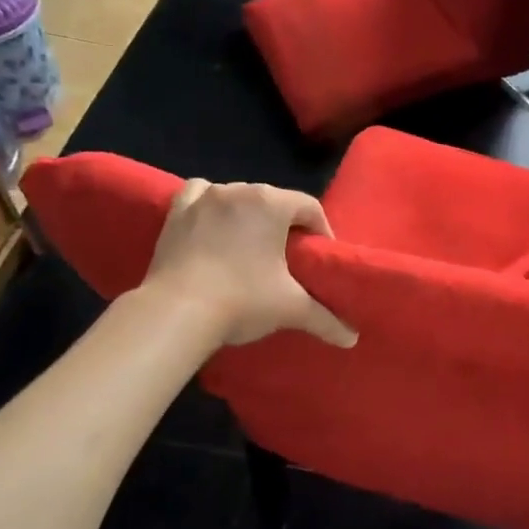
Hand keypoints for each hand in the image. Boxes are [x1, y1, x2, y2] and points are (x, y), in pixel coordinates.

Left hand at [143, 178, 357, 348]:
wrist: (176, 312)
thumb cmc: (242, 300)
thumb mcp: (291, 309)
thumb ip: (326, 319)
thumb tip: (352, 339)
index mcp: (271, 203)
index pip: (310, 208)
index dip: (321, 232)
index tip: (319, 258)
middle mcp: (238, 190)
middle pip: (274, 201)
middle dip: (285, 224)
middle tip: (288, 257)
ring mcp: (203, 198)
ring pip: (238, 196)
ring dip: (248, 214)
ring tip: (251, 245)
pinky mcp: (176, 212)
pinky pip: (200, 194)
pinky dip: (211, 205)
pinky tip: (214, 225)